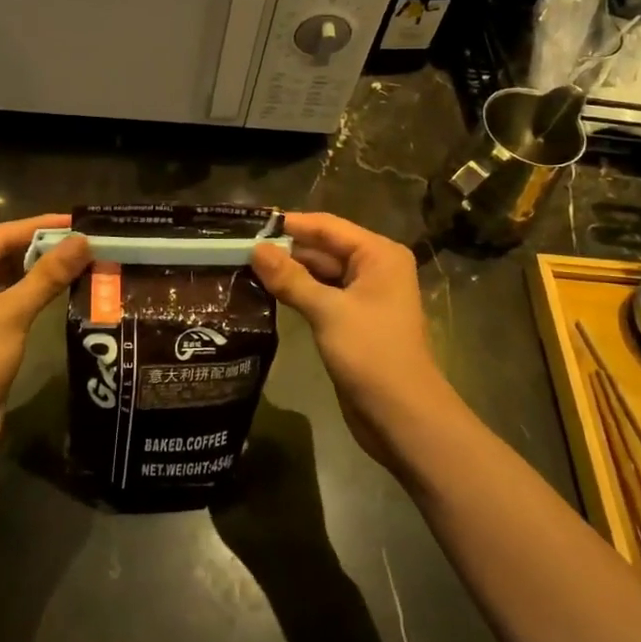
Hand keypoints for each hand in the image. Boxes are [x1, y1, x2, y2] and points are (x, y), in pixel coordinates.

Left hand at [0, 214, 89, 479]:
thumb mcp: (11, 313)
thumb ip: (47, 275)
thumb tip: (83, 241)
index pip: (2, 234)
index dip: (42, 226)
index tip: (81, 220)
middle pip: (6, 253)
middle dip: (46, 248)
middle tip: (90, 240)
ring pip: (11, 277)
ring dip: (44, 271)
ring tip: (86, 260)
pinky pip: (13, 300)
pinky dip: (37, 294)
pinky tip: (68, 288)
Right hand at [251, 213, 456, 473]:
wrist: (403, 417)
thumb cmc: (372, 354)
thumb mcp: (328, 311)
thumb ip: (290, 278)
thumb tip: (255, 248)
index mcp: (378, 255)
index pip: (326, 226)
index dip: (289, 224)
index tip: (249, 223)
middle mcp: (374, 268)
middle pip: (322, 248)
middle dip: (284, 249)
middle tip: (237, 247)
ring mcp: (363, 296)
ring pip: (319, 273)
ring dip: (287, 272)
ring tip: (243, 266)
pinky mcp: (352, 320)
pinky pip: (320, 295)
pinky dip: (296, 293)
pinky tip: (265, 292)